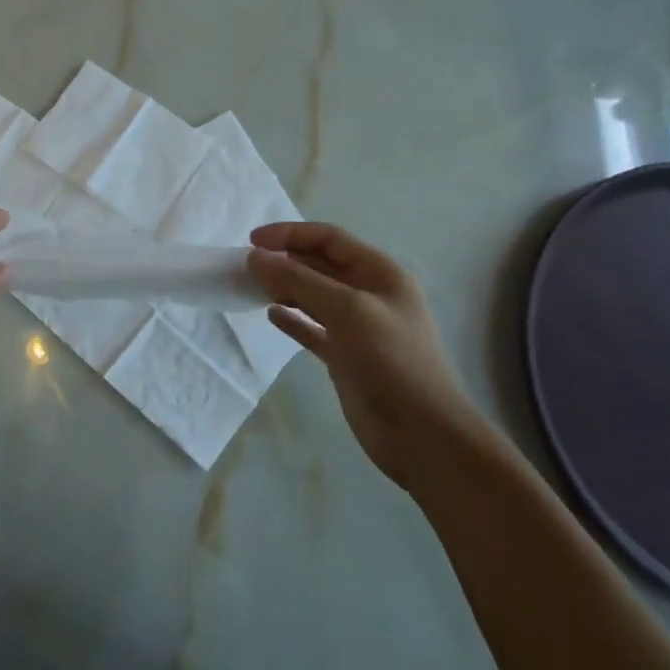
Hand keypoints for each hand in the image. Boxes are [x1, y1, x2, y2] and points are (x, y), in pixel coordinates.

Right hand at [248, 222, 487, 490]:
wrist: (423, 435)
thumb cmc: (391, 361)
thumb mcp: (346, 310)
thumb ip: (299, 280)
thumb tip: (256, 257)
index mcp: (380, 274)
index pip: (329, 238)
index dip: (291, 234)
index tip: (253, 241)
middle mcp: (369, 295)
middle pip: (319, 265)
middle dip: (284, 260)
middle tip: (246, 267)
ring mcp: (357, 327)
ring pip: (313, 296)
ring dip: (284, 288)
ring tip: (253, 288)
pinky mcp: (345, 356)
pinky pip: (312, 329)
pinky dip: (292, 320)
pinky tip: (271, 316)